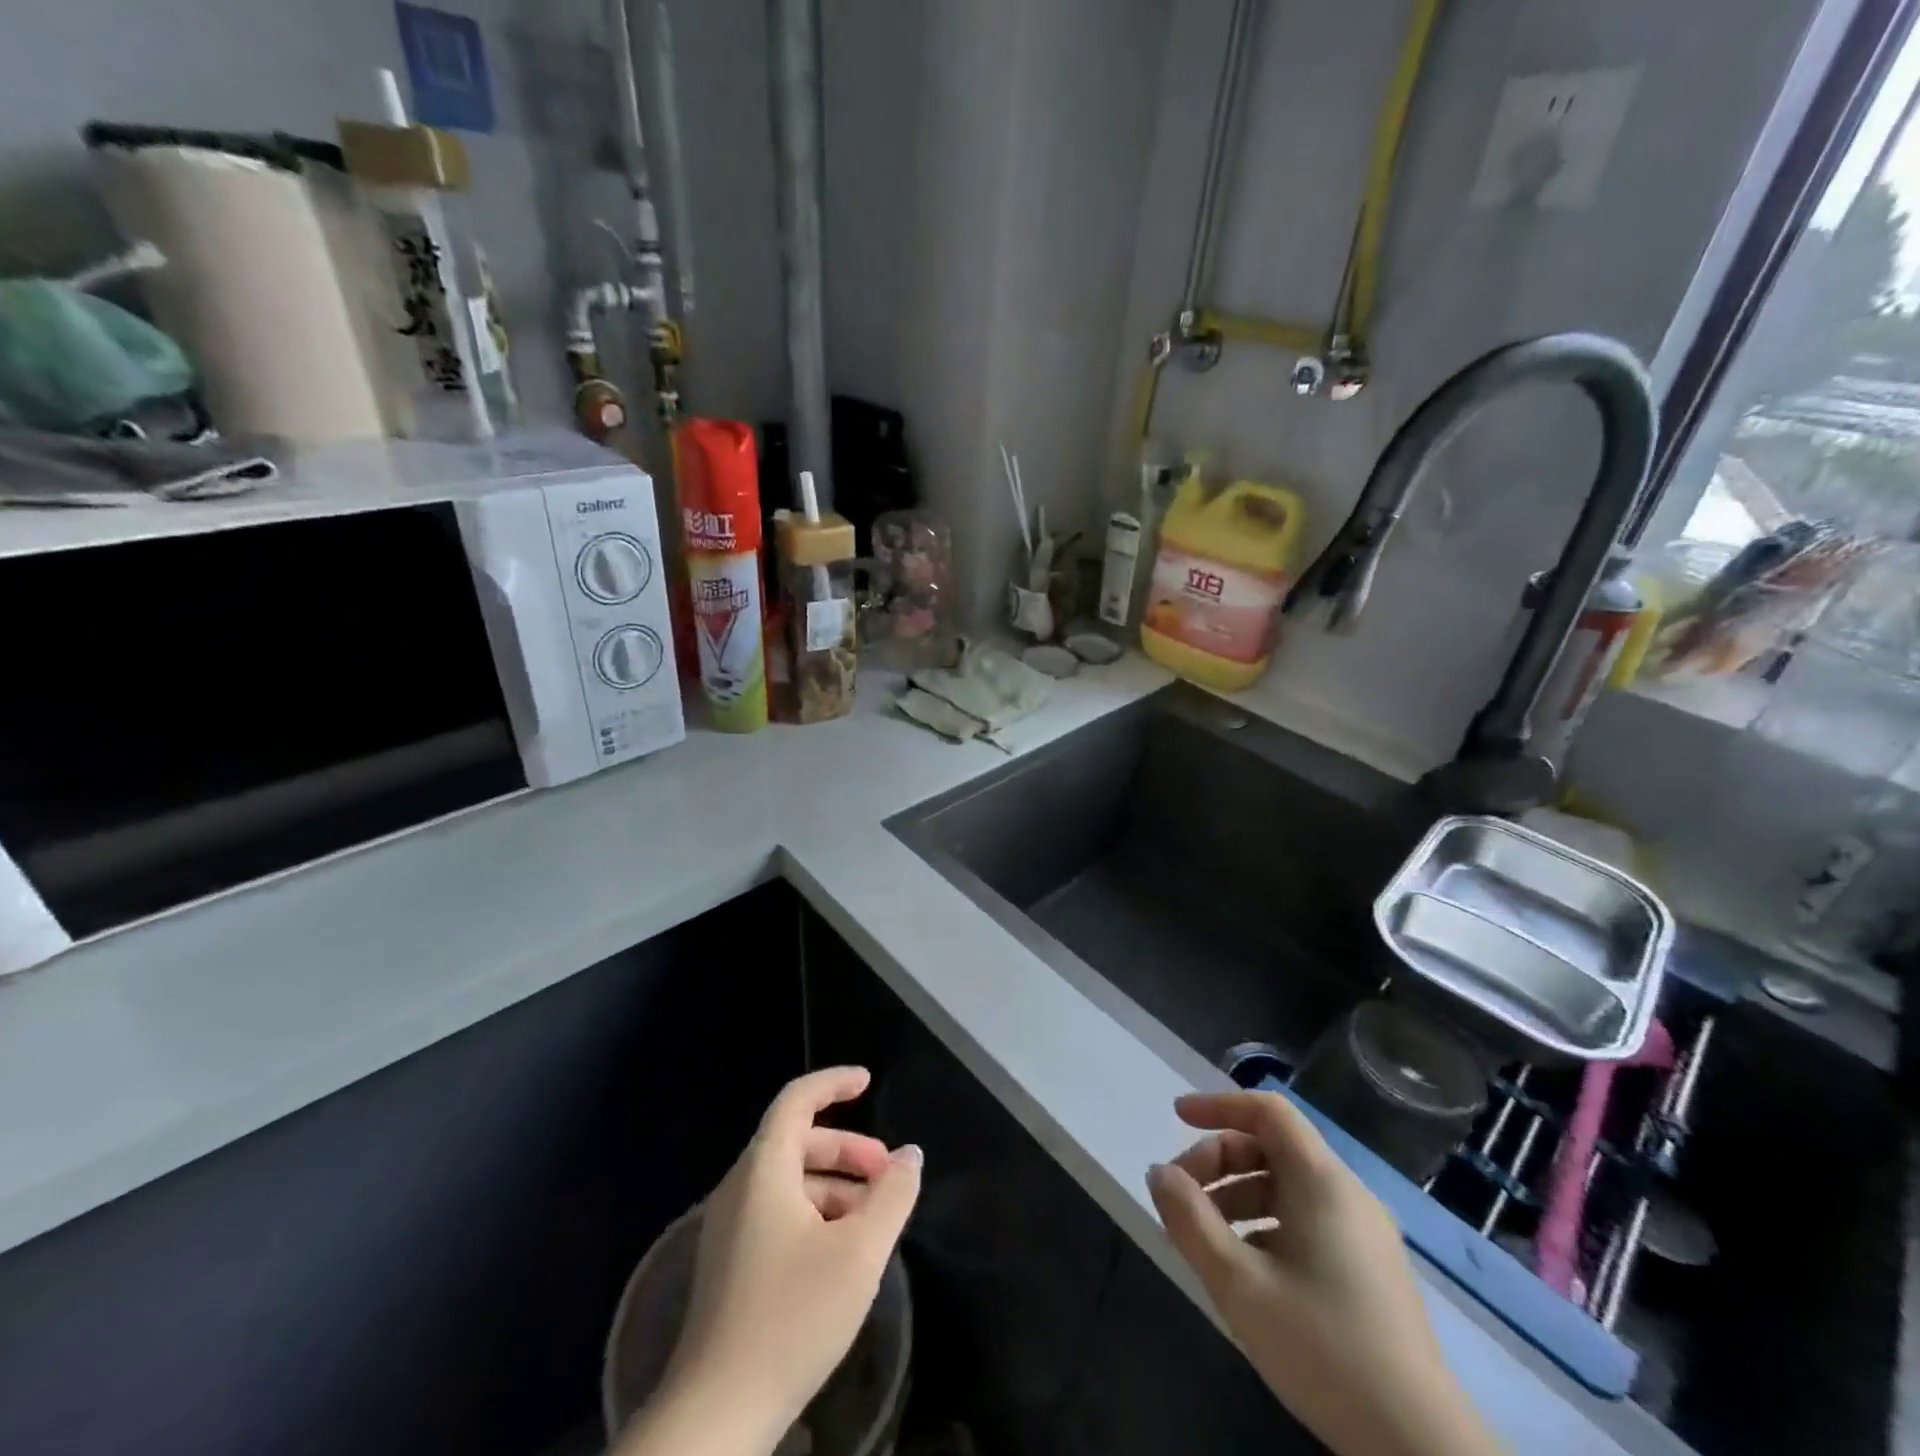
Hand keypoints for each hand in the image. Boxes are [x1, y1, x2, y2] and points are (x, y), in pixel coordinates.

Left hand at [649, 1067, 921, 1453]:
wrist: (716, 1416)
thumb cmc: (792, 1317)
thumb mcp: (860, 1252)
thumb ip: (892, 1195)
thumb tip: (910, 1155)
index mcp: (763, 1171)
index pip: (796, 1100)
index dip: (833, 1083)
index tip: (868, 1082)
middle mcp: (740, 1189)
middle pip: (797, 1142)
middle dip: (847, 1148)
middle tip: (887, 1172)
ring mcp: (730, 1229)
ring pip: (790, 1181)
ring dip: (835, 1184)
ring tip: (874, 1217)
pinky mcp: (731, 1265)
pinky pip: (778, 1212)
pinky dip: (815, 1212)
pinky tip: (842, 1252)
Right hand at [1147, 1090, 1502, 1455]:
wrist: (1421, 1448)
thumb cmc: (1324, 1349)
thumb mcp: (1239, 1284)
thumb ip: (1190, 1219)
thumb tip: (1159, 1173)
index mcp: (1322, 1182)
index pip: (1267, 1111)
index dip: (1219, 1105)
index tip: (1176, 1117)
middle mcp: (1348, 1194)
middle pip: (1272, 1148)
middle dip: (1219, 1161)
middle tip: (1181, 1197)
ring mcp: (1365, 1234)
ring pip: (1287, 1187)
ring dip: (1237, 1197)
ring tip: (1204, 1237)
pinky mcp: (1371, 1271)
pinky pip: (1307, 1220)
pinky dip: (1265, 1225)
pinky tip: (1246, 1270)